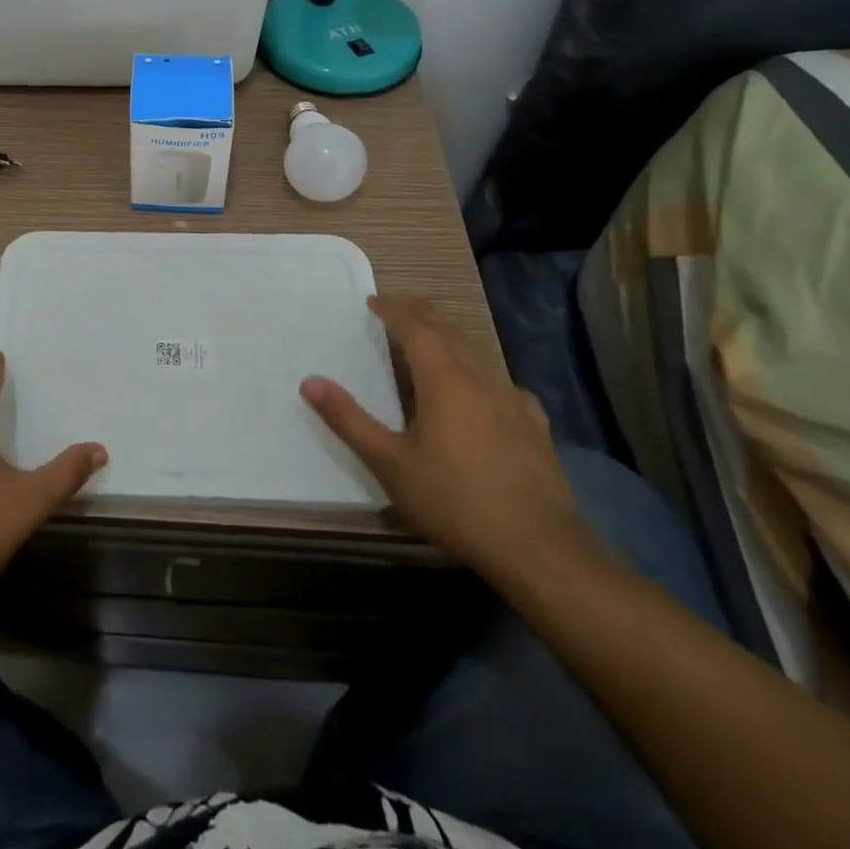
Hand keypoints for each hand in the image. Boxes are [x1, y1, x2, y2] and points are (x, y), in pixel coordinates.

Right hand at [301, 296, 589, 580]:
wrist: (539, 548)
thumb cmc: (455, 500)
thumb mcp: (389, 463)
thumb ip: (348, 419)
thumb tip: (310, 381)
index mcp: (444, 379)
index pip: (415, 326)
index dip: (393, 309)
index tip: (373, 302)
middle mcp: (480, 378)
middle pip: (448, 330)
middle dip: (420, 314)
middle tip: (397, 309)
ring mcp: (513, 400)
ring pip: (476, 352)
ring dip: (448, 338)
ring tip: (430, 343)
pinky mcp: (535, 425)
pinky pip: (501, 381)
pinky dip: (479, 371)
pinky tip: (482, 392)